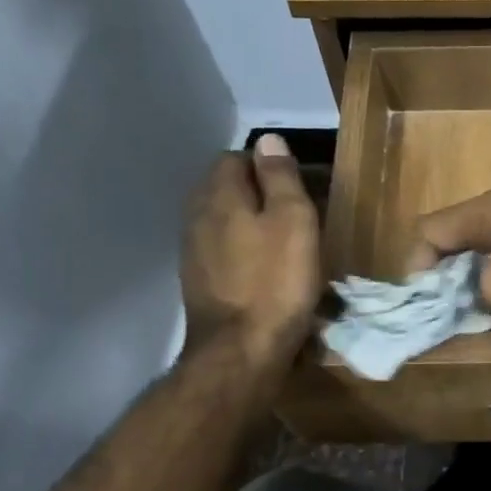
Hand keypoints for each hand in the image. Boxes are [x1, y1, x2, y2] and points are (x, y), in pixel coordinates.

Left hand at [182, 135, 319, 369]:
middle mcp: (196, 215)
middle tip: (295, 210)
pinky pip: (220, 248)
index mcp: (219, 195)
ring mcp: (192, 250)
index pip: (236, 158)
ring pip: (222, 219)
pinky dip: (241, 248)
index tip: (299, 184)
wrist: (241, 350)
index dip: (268, 164)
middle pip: (225, 187)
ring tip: (283, 239)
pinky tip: (263, 267)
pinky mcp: (197, 280)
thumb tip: (268, 139)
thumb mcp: (293, 220)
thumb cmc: (276, 280)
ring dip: (249, 221)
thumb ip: (280, 176)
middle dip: (257, 191)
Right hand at [408, 189, 490, 324]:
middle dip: (447, 275)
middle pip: (457, 237)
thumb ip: (469, 289)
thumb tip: (464, 291)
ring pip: (489, 247)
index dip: (417, 267)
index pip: (429, 231)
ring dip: (478, 279)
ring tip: (482, 313)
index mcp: (485, 211)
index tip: (427, 303)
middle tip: (450, 311)